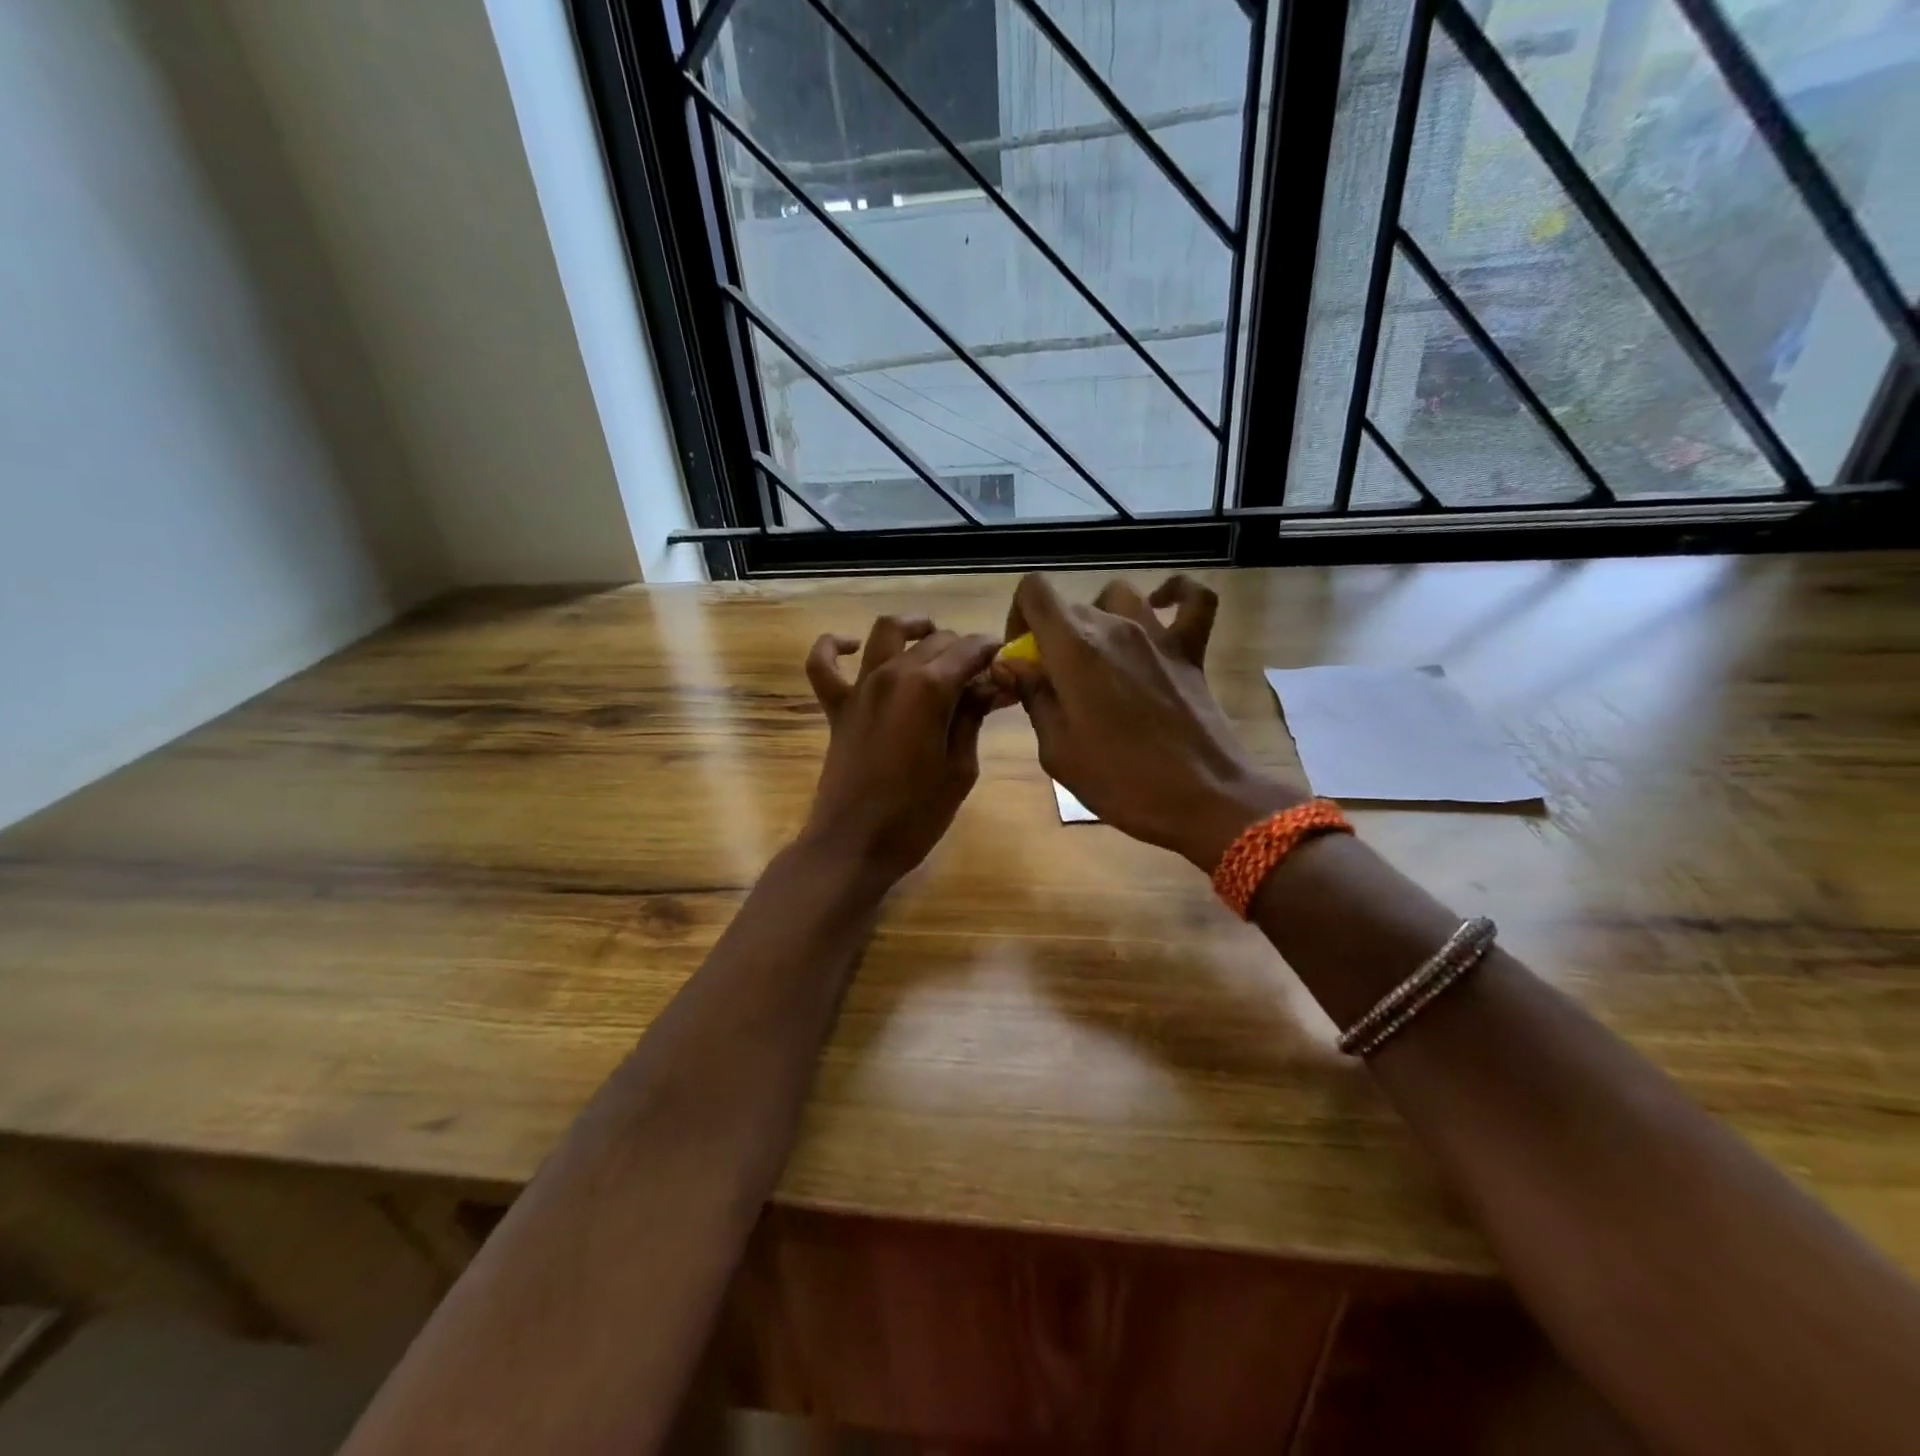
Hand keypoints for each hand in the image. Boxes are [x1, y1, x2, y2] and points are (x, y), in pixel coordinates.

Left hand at [800, 615, 1002, 883]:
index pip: (970, 651)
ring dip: (913, 628)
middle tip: (982, 675)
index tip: (1008, 666)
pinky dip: (834, 646)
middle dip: (963, 648)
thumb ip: (972, 717)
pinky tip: (852, 646)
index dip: (992, 653)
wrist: (855, 845)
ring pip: (886, 632)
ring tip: (932, 636)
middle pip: (935, 641)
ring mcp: (860, 688)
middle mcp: (892, 674)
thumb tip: (989, 686)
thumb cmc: (917, 814)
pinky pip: (823, 664)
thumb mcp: (960, 767)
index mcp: (929, 688)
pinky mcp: (837, 707)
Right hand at [994, 574, 1302, 868]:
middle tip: (1055, 682)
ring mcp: (1158, 634)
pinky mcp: (1191, 649)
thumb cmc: (1121, 780)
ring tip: (1097, 654)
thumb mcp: (1057, 750)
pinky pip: (1192, 600)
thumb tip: (1012, 664)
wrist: (1203, 798)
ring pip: (1118, 596)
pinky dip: (1175, 595)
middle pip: (1070, 606)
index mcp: (1074, 648)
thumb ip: (1033, 697)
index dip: (1018, 616)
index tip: (1022, 657)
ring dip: (1099, 617)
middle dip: (1052, 635)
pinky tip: (1160, 608)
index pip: (1034, 592)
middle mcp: (1114, 626)